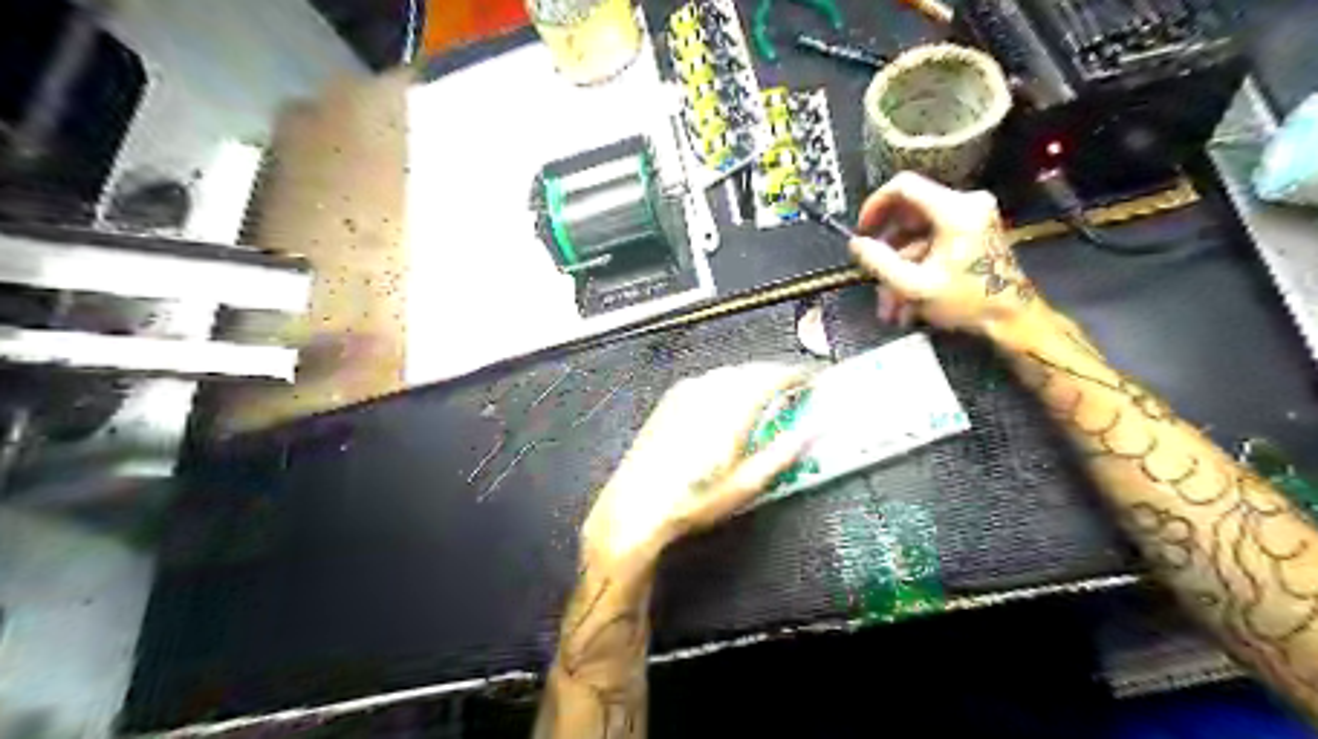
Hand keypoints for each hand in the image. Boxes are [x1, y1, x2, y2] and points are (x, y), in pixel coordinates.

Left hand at [579, 363, 809, 570]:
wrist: (636, 505)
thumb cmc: (694, 499)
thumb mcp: (747, 484)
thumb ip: (784, 452)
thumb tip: (813, 431)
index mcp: (732, 406)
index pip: (775, 376)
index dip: (799, 375)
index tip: (815, 380)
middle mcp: (709, 389)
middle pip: (753, 370)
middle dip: (777, 376)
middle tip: (796, 390)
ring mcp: (687, 390)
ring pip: (731, 373)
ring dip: (753, 379)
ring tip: (768, 397)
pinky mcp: (671, 398)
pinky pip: (710, 380)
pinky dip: (730, 385)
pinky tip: (731, 403)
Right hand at [848, 171, 1045, 334]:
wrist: (1013, 319)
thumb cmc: (968, 301)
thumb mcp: (915, 285)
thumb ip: (879, 262)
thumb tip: (855, 243)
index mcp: (954, 209)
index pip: (904, 186)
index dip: (875, 204)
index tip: (862, 231)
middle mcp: (966, 204)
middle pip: (909, 213)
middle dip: (887, 249)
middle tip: (872, 273)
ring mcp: (971, 217)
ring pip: (918, 235)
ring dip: (899, 268)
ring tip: (889, 304)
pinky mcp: (973, 231)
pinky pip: (932, 242)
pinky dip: (916, 267)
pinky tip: (906, 301)